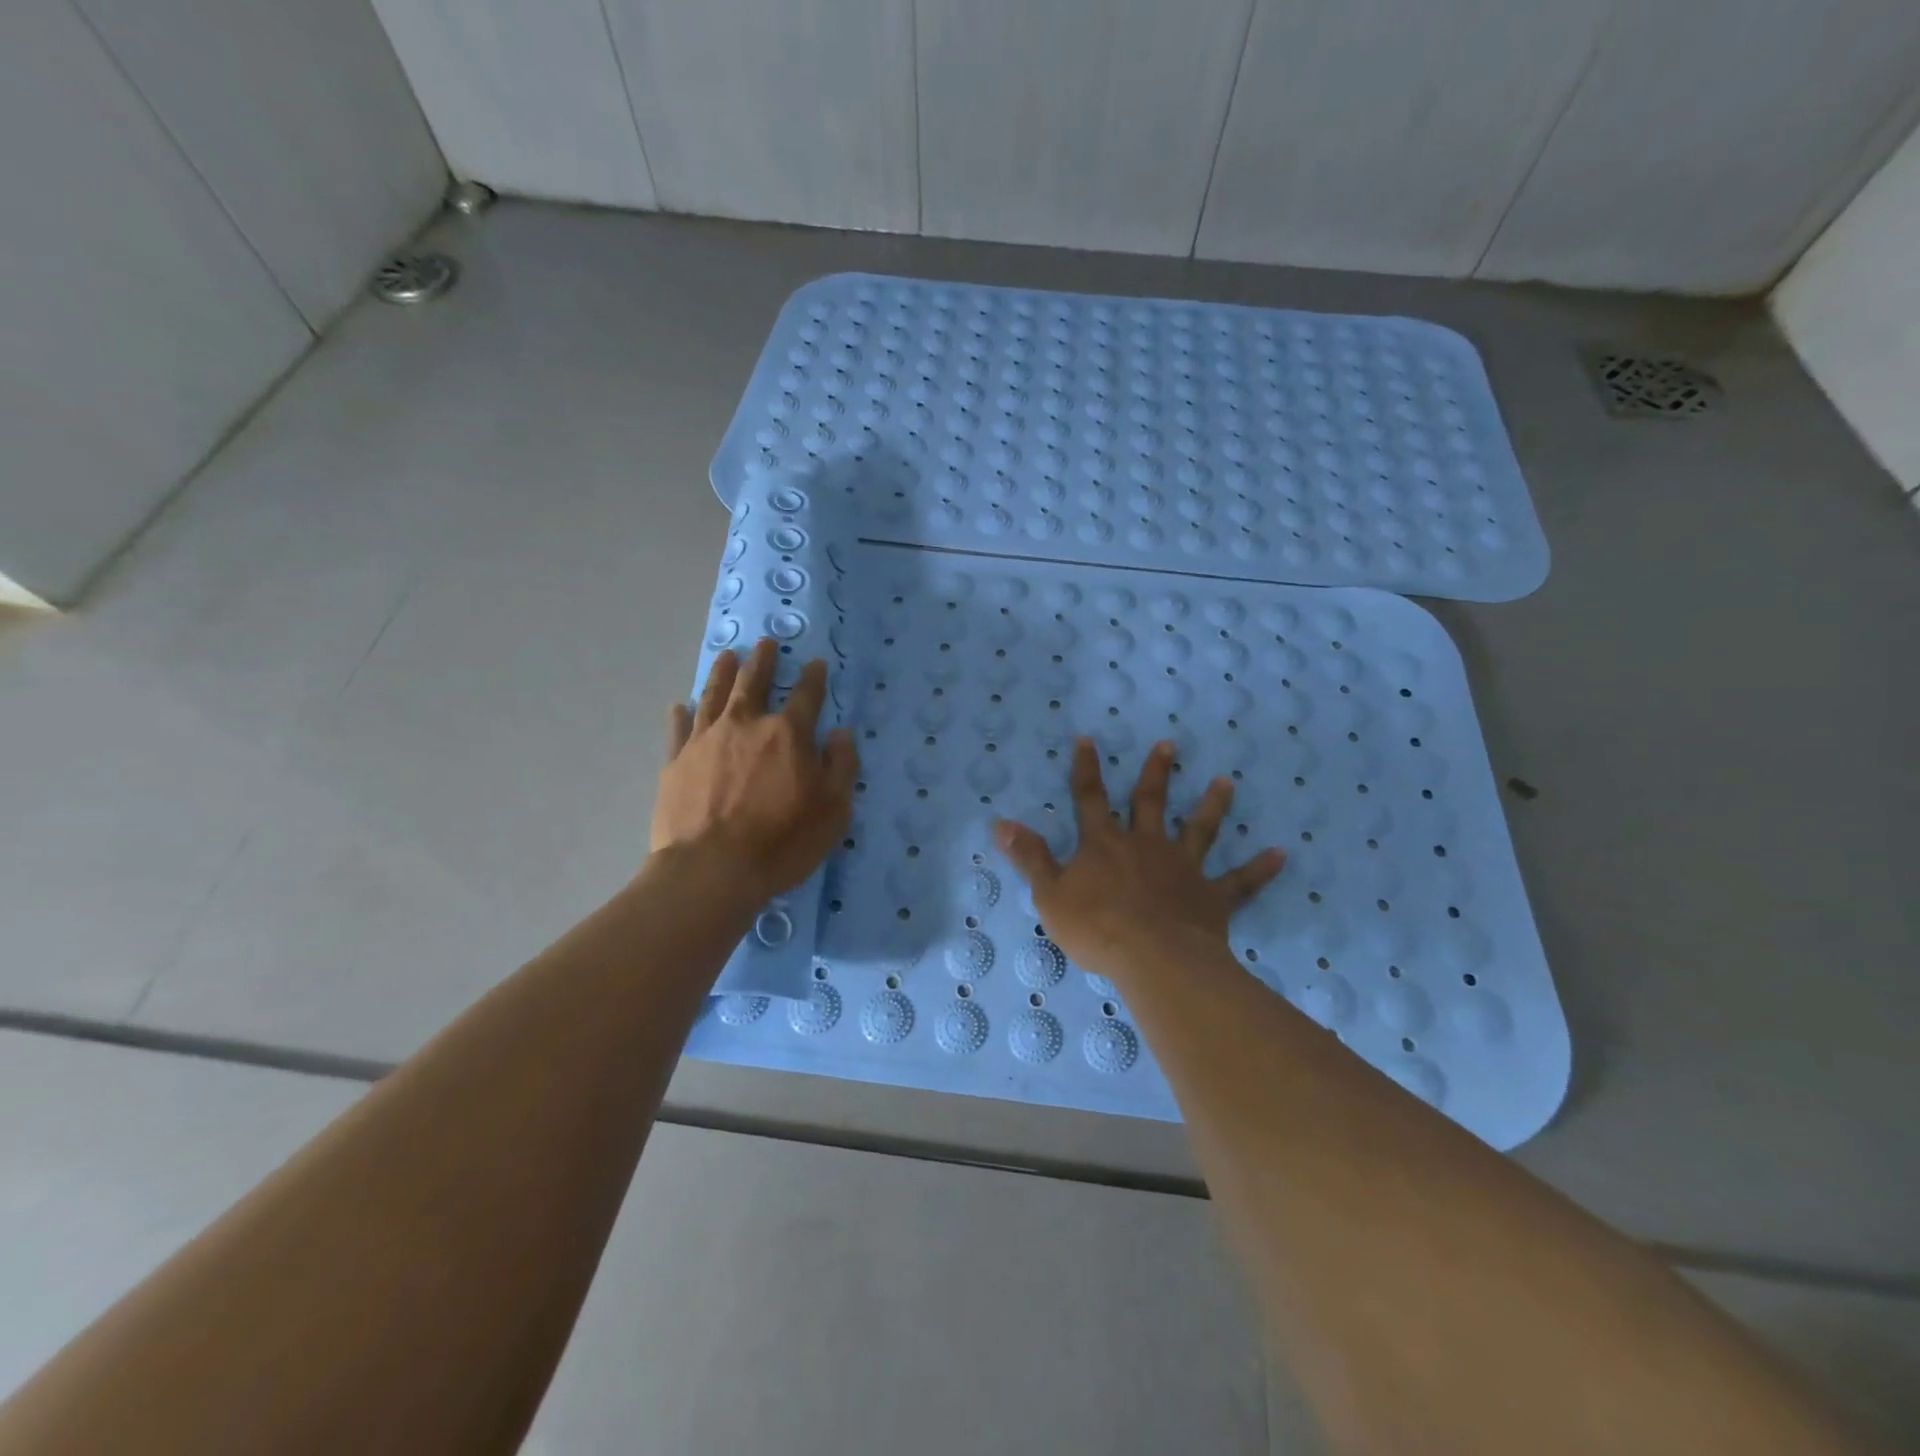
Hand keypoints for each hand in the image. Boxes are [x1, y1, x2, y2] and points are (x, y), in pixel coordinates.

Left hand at [651, 639, 857, 902]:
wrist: (711, 869)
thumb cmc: (781, 842)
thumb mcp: (833, 810)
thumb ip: (841, 766)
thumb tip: (841, 733)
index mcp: (788, 734)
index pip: (806, 695)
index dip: (814, 678)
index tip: (816, 663)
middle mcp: (746, 725)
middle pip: (754, 683)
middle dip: (764, 661)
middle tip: (766, 643)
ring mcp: (706, 740)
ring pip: (714, 695)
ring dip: (723, 673)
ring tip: (728, 656)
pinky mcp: (675, 761)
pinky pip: (679, 728)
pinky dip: (681, 714)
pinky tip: (680, 705)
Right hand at [994, 738, 1283, 980]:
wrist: (1153, 959)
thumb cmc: (1096, 927)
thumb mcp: (1049, 894)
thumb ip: (1029, 857)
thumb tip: (1001, 823)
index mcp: (1105, 844)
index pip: (1090, 798)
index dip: (1086, 769)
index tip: (1087, 740)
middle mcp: (1146, 845)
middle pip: (1150, 802)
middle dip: (1156, 772)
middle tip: (1169, 745)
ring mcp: (1183, 868)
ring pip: (1199, 829)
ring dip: (1212, 805)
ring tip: (1226, 781)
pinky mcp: (1211, 897)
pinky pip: (1240, 881)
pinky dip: (1259, 868)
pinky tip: (1281, 854)